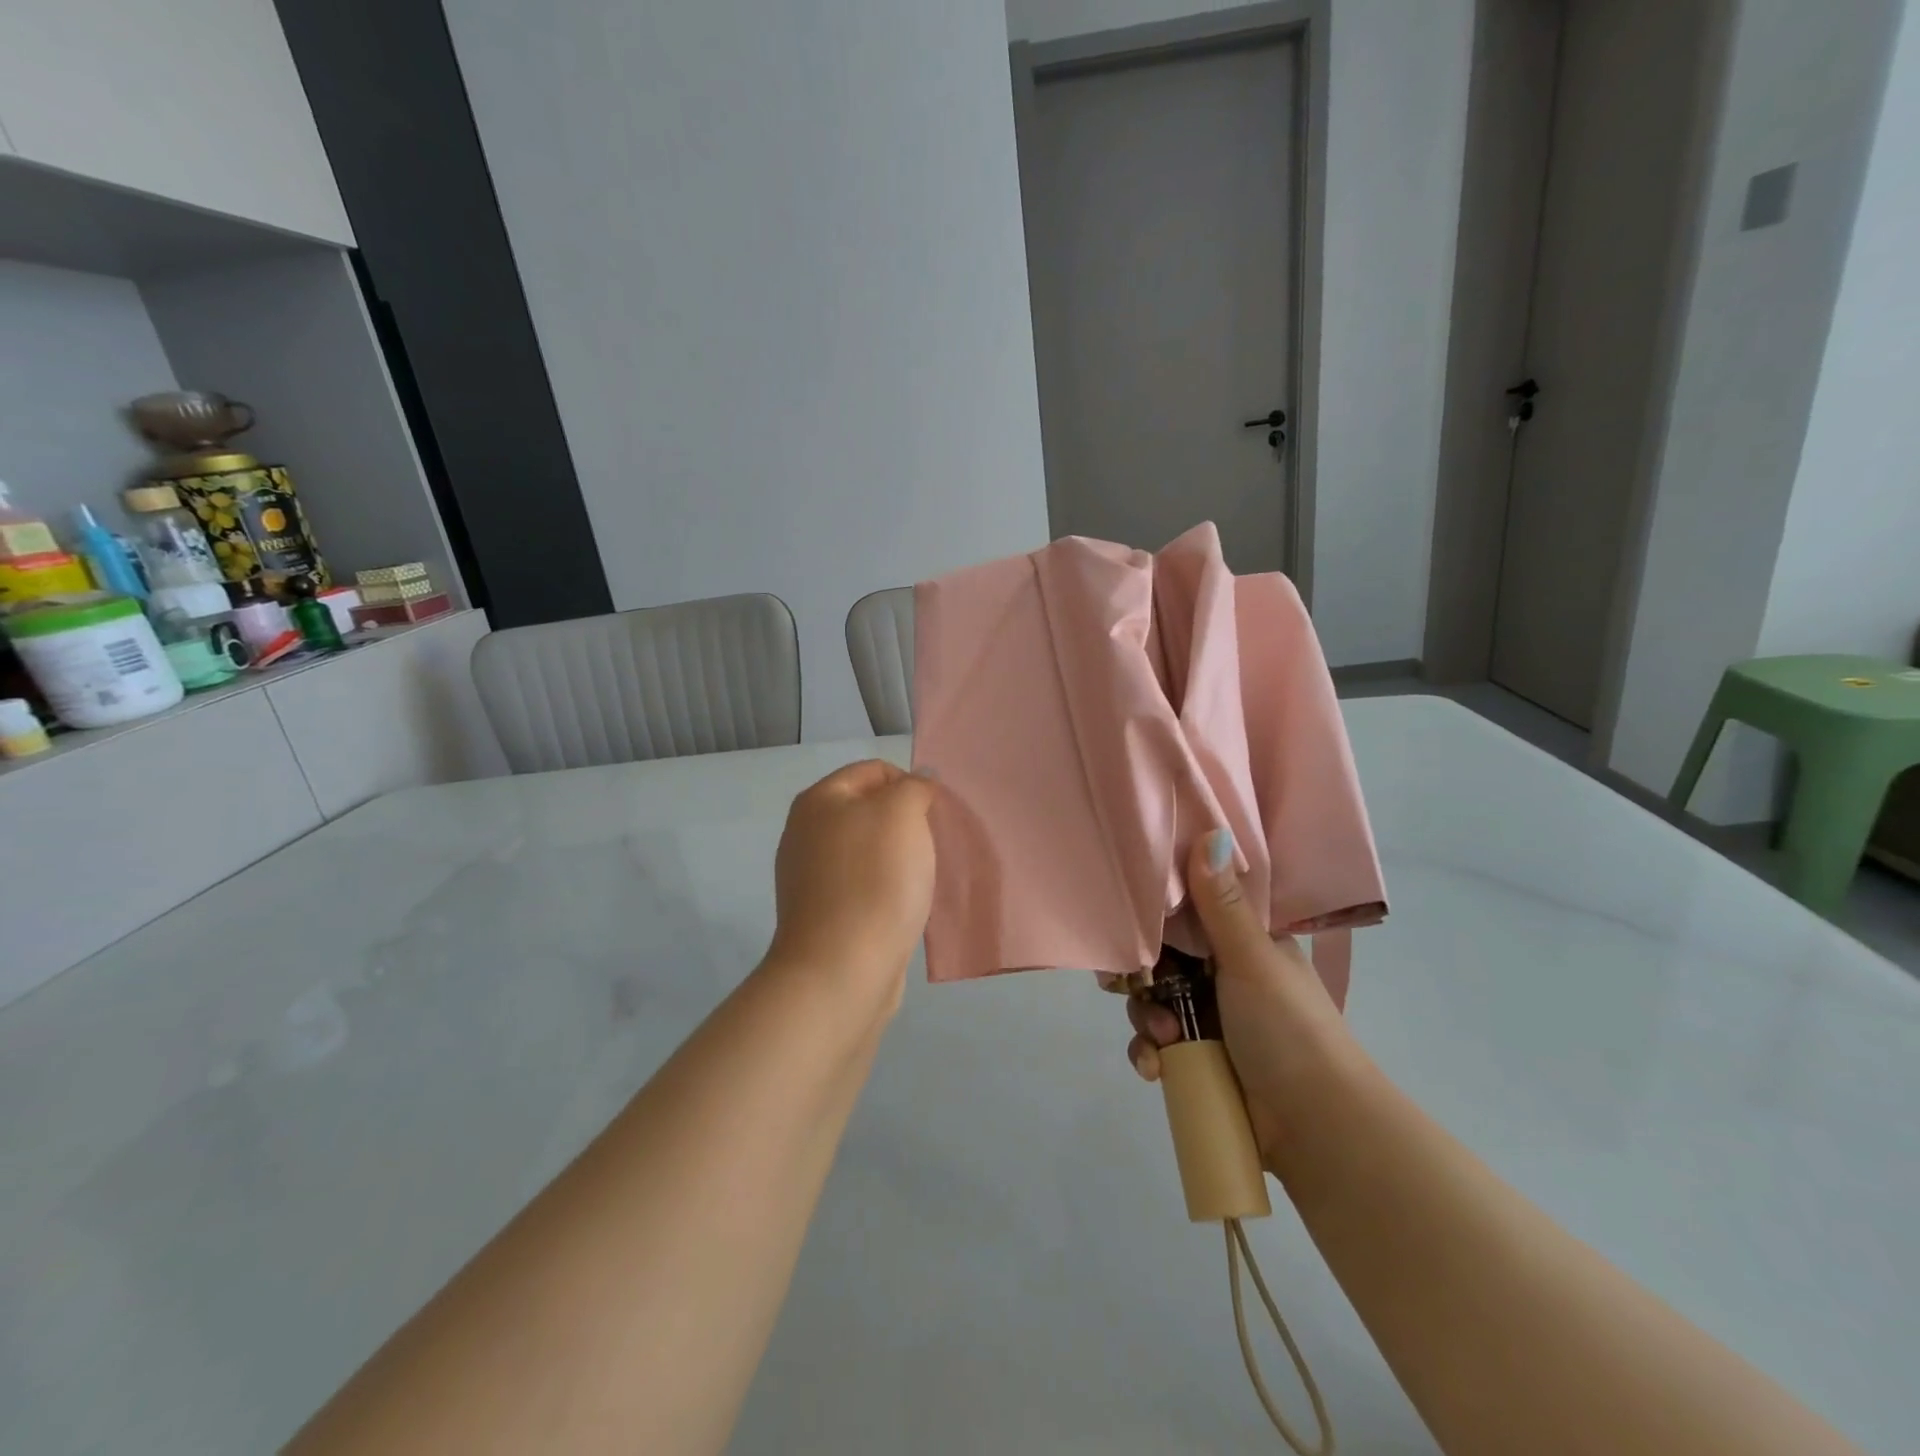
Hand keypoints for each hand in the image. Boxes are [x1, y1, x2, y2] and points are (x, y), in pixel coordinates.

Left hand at [765, 760, 937, 1013]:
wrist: (842, 969)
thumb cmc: (874, 879)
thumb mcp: (903, 813)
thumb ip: (914, 787)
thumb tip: (918, 782)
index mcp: (819, 800)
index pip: (874, 769)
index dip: (910, 783)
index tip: (935, 814)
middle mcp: (806, 832)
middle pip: (869, 810)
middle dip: (907, 822)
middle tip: (933, 844)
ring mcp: (810, 876)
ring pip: (869, 850)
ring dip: (900, 857)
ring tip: (924, 876)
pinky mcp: (824, 913)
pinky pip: (864, 885)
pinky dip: (888, 889)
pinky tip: (906, 905)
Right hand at [1124, 830, 1358, 1170]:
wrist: (1316, 1126)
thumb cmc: (1288, 1028)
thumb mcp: (1252, 959)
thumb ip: (1222, 903)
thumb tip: (1211, 831)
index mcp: (1243, 942)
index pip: (1187, 913)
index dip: (1155, 916)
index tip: (1128, 921)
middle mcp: (1222, 975)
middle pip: (1159, 959)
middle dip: (1143, 978)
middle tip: (1138, 988)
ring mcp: (1209, 1020)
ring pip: (1151, 1003)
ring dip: (1147, 1020)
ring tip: (1166, 1041)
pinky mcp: (1198, 1060)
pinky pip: (1154, 1047)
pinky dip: (1149, 1055)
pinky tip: (1157, 1069)